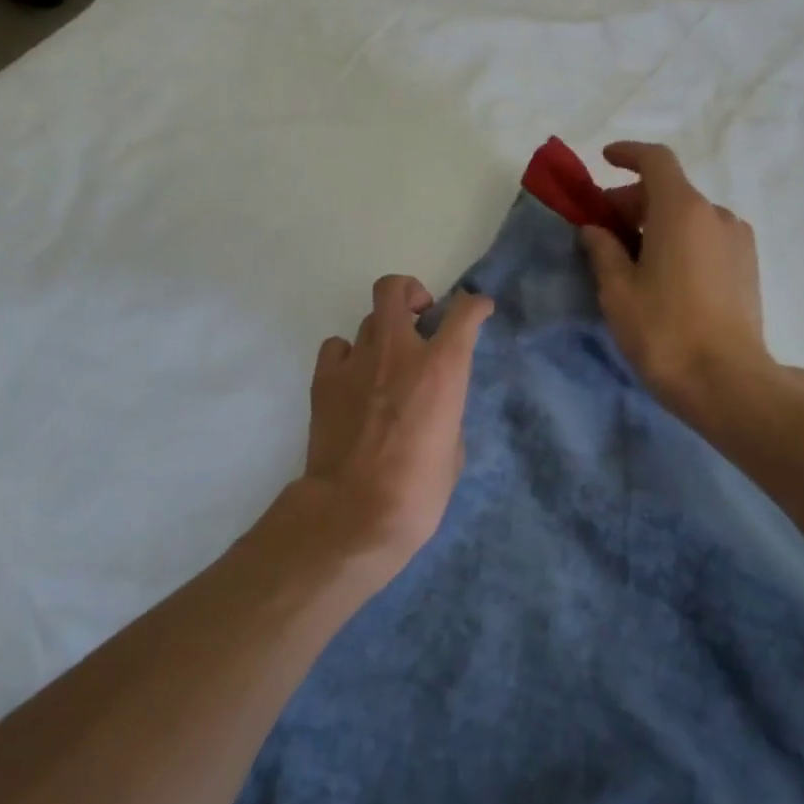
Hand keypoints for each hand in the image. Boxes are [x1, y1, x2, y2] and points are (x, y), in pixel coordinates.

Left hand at [285, 274, 493, 590]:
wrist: (354, 514)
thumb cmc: (417, 491)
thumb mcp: (453, 448)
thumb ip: (447, 410)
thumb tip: (435, 402)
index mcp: (441, 368)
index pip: (463, 313)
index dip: (475, 305)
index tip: (479, 309)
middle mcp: (398, 351)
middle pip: (394, 289)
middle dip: (410, 293)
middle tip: (419, 317)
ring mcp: (357, 361)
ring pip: (368, 320)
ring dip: (383, 334)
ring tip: (386, 363)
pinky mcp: (324, 379)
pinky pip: (337, 347)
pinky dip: (348, 355)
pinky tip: (354, 378)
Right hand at [580, 142, 774, 421]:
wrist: (728, 381)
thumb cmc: (664, 331)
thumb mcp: (618, 291)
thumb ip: (603, 250)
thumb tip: (595, 229)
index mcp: (682, 210)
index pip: (656, 161)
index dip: (628, 154)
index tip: (605, 159)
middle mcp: (716, 215)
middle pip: (669, 190)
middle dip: (632, 201)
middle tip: (602, 230)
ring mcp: (737, 240)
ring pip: (689, 216)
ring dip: (656, 224)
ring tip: (630, 259)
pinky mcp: (748, 266)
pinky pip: (706, 237)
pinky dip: (680, 240)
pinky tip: (663, 275)